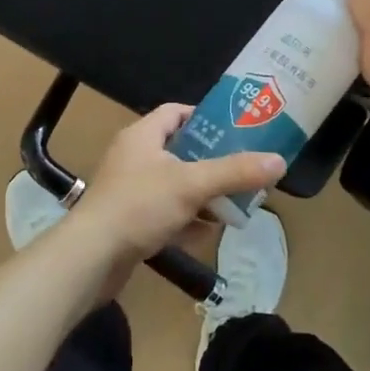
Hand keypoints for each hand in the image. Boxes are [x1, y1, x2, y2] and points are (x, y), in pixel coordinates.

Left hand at [61, 104, 285, 288]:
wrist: (90, 258)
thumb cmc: (139, 206)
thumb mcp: (192, 184)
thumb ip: (235, 172)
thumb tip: (279, 161)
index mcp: (142, 136)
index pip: (176, 112)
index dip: (205, 117)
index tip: (235, 129)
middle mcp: (133, 157)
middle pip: (180, 150)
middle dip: (211, 162)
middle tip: (242, 170)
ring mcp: (129, 191)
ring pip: (174, 185)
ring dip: (201, 194)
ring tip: (233, 203)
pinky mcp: (128, 221)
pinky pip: (164, 214)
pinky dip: (185, 220)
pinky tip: (207, 232)